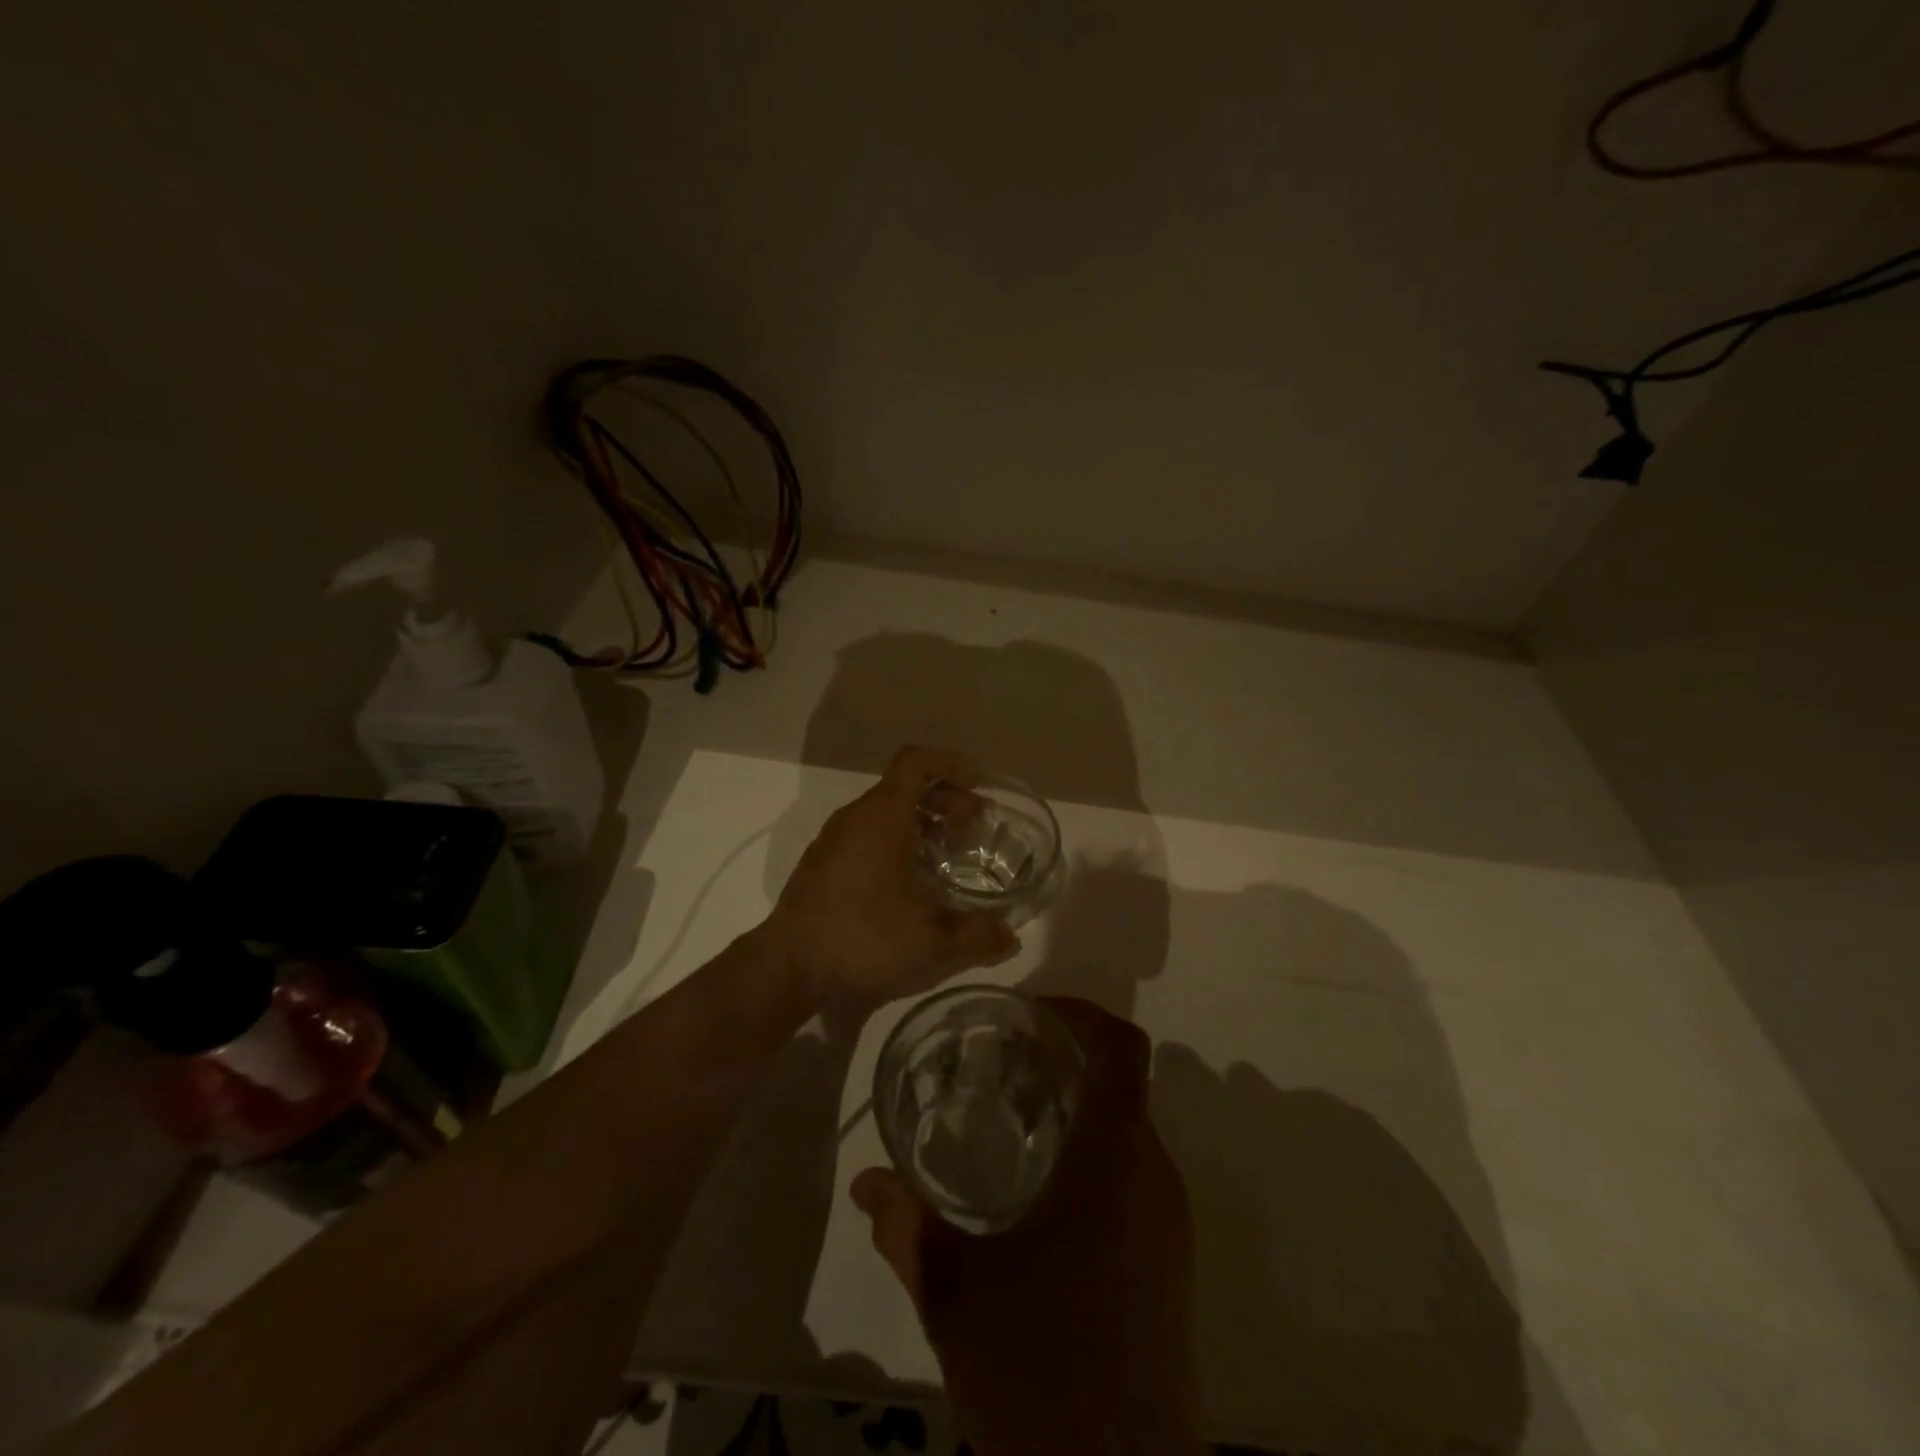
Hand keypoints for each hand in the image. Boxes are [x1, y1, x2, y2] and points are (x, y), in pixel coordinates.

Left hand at [768, 745, 1019, 1007]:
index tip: (977, 784)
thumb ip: (975, 935)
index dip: (949, 764)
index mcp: (881, 816)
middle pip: (903, 787)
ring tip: (947, 851)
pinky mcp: (822, 864)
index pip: (915, 762)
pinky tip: (908, 879)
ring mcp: (833, 840)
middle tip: (973, 825)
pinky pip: (866, 834)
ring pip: (884, 811)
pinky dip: (895, 839)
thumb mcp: (929, 938)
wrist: (788, 965)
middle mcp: (855, 817)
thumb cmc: (862, 935)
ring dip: (920, 821)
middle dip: (944, 798)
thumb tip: (1011, 938)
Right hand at [850, 998, 1203, 1454]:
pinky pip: (1135, 1172)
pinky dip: (1092, 1152)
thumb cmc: (1040, 1372)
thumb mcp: (956, 1296)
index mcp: (1113, 1160)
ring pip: (1129, 1129)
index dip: (1081, 1013)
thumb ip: (907, 1228)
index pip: (1121, 1048)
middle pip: (1122, 1083)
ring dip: (1078, 1108)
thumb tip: (866, 1182)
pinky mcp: (1170, 1260)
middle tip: (1001, 1064)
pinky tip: (1039, 1191)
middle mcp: (1153, 1176)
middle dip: (1066, 1060)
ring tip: (1011, 1119)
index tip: (1029, 1013)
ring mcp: (1169, 1221)